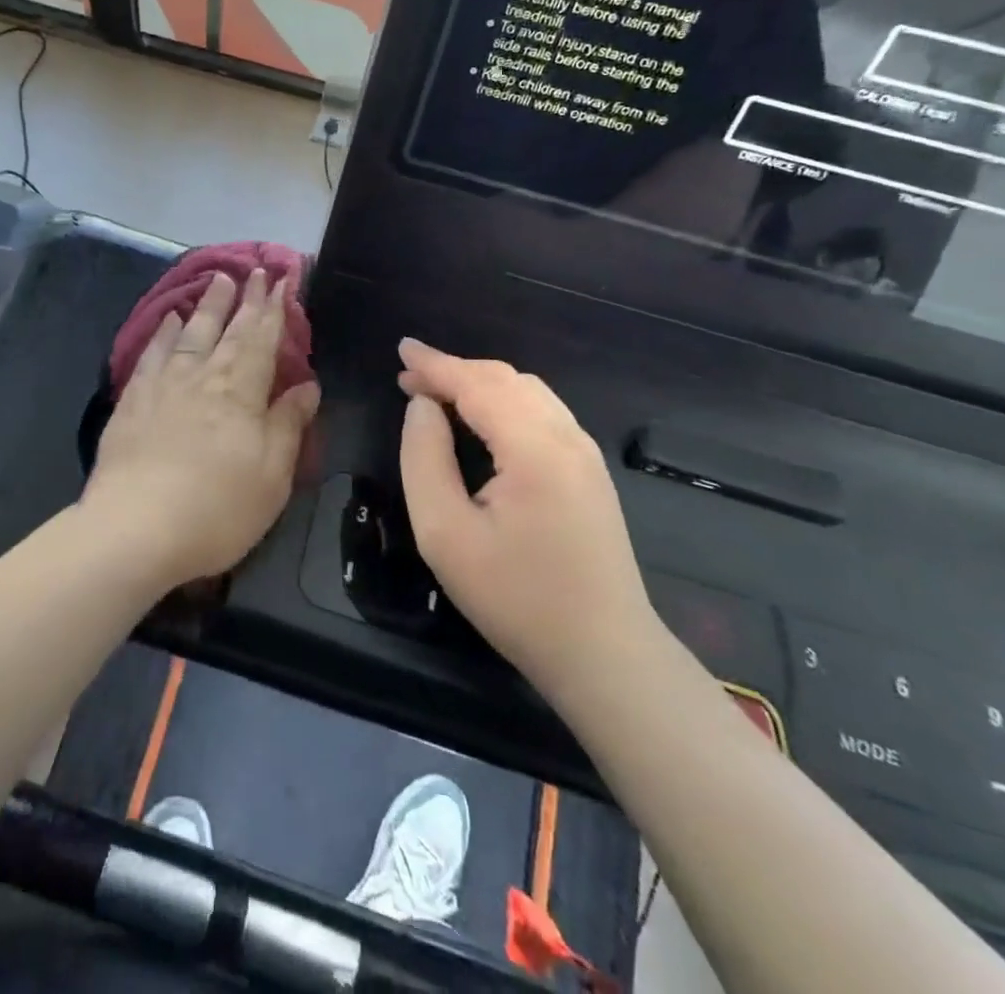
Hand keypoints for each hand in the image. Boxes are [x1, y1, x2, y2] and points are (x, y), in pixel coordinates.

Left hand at [85, 270, 320, 588]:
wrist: (135, 527)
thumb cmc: (217, 508)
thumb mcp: (272, 475)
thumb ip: (288, 424)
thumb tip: (307, 384)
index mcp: (241, 391)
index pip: (262, 339)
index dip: (273, 309)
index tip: (280, 280)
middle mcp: (203, 376)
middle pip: (228, 329)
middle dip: (244, 298)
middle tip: (252, 270)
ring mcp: (164, 385)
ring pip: (190, 333)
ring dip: (207, 305)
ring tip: (216, 280)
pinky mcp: (133, 400)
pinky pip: (152, 353)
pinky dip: (163, 333)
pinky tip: (169, 321)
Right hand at [396, 340, 655, 688]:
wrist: (604, 655)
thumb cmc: (515, 598)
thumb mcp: (445, 534)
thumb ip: (425, 458)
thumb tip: (423, 407)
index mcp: (534, 449)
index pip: (477, 384)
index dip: (435, 364)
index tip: (400, 349)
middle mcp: (567, 438)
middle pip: (505, 379)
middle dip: (454, 370)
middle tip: (409, 379)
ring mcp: (585, 454)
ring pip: (528, 391)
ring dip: (480, 383)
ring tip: (437, 394)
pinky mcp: (590, 472)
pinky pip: (542, 412)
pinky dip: (503, 401)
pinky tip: (481, 419)